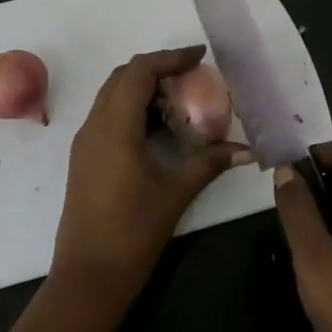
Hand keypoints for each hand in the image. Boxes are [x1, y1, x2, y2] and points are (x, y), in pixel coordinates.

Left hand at [52, 46, 250, 293]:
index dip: (169, 57)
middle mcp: (93, 126)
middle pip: (121, 78)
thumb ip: (209, 163)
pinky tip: (158, 129)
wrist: (89, 275)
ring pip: (111, 97)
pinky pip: (107, 118)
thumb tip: (247, 150)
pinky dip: (132, 110)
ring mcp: (84, 143)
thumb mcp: (176, 192)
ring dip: (142, 89)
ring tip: (179, 100)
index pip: (138, 72)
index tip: (199, 56)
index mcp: (114, 127)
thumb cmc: (133, 231)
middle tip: (191, 77)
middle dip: (156, 69)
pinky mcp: (84, 159)